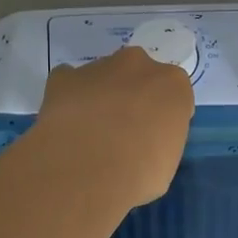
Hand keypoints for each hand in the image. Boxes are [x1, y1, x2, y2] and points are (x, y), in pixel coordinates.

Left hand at [35, 46, 195, 208]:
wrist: (88, 171)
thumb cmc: (141, 173)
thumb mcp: (167, 162)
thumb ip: (159, 138)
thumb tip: (143, 142)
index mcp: (173, 84)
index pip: (173, 94)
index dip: (161, 116)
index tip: (152, 137)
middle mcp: (138, 65)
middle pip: (138, 76)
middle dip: (131, 96)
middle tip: (122, 131)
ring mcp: (99, 67)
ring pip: (103, 76)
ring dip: (100, 96)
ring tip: (88, 133)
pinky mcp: (64, 77)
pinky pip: (68, 81)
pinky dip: (68, 97)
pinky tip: (66, 123)